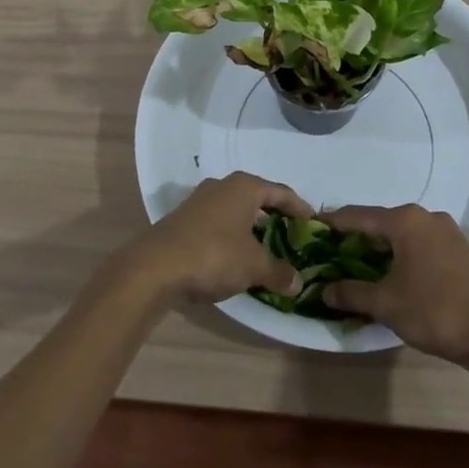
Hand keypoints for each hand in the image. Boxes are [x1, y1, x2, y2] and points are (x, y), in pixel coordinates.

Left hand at [125, 172, 311, 304]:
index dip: (299, 207)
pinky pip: (219, 222)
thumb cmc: (214, 255)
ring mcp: (200, 200)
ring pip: (236, 209)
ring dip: (251, 226)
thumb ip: (278, 271)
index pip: (281, 192)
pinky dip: (232, 234)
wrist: (155, 266)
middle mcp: (223, 185)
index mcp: (245, 187)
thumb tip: (297, 282)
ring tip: (265, 246)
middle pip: (258, 197)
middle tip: (292, 233)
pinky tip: (235, 254)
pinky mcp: (184, 218)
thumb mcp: (253, 266)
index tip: (313, 221)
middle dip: (275, 215)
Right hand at [318, 204, 468, 366]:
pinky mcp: (459, 250)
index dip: (333, 222)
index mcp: (404, 221)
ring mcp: (445, 231)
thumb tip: (324, 290)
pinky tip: (394, 274)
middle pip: (381, 222)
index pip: (358, 215)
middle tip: (332, 252)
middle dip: (356, 237)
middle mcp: (424, 217)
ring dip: (380, 248)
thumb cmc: (435, 309)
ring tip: (359, 265)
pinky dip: (401, 255)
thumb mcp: (387, 304)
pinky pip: (419, 244)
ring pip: (402, 234)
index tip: (312, 227)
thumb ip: (353, 293)